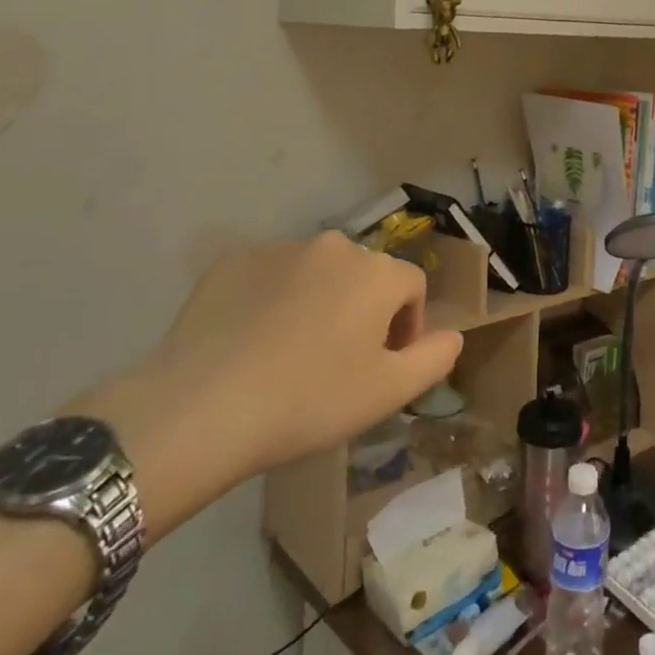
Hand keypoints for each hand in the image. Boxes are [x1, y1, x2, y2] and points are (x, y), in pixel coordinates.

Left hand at [76, 235, 462, 536]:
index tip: (381, 367)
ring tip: (291, 353)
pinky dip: (272, 300)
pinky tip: (251, 343)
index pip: (412, 287)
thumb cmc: (309, 401)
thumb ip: (435, 358)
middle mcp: (334, 246)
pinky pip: (269, 277)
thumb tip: (453, 335)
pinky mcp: (232, 263)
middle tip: (337, 363)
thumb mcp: (388, 392)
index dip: (406, 326)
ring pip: (316, 273)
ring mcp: (279, 249)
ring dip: (318, 302)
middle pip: (364, 275)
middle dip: (362, 311)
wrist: (201, 408)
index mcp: (376, 272)